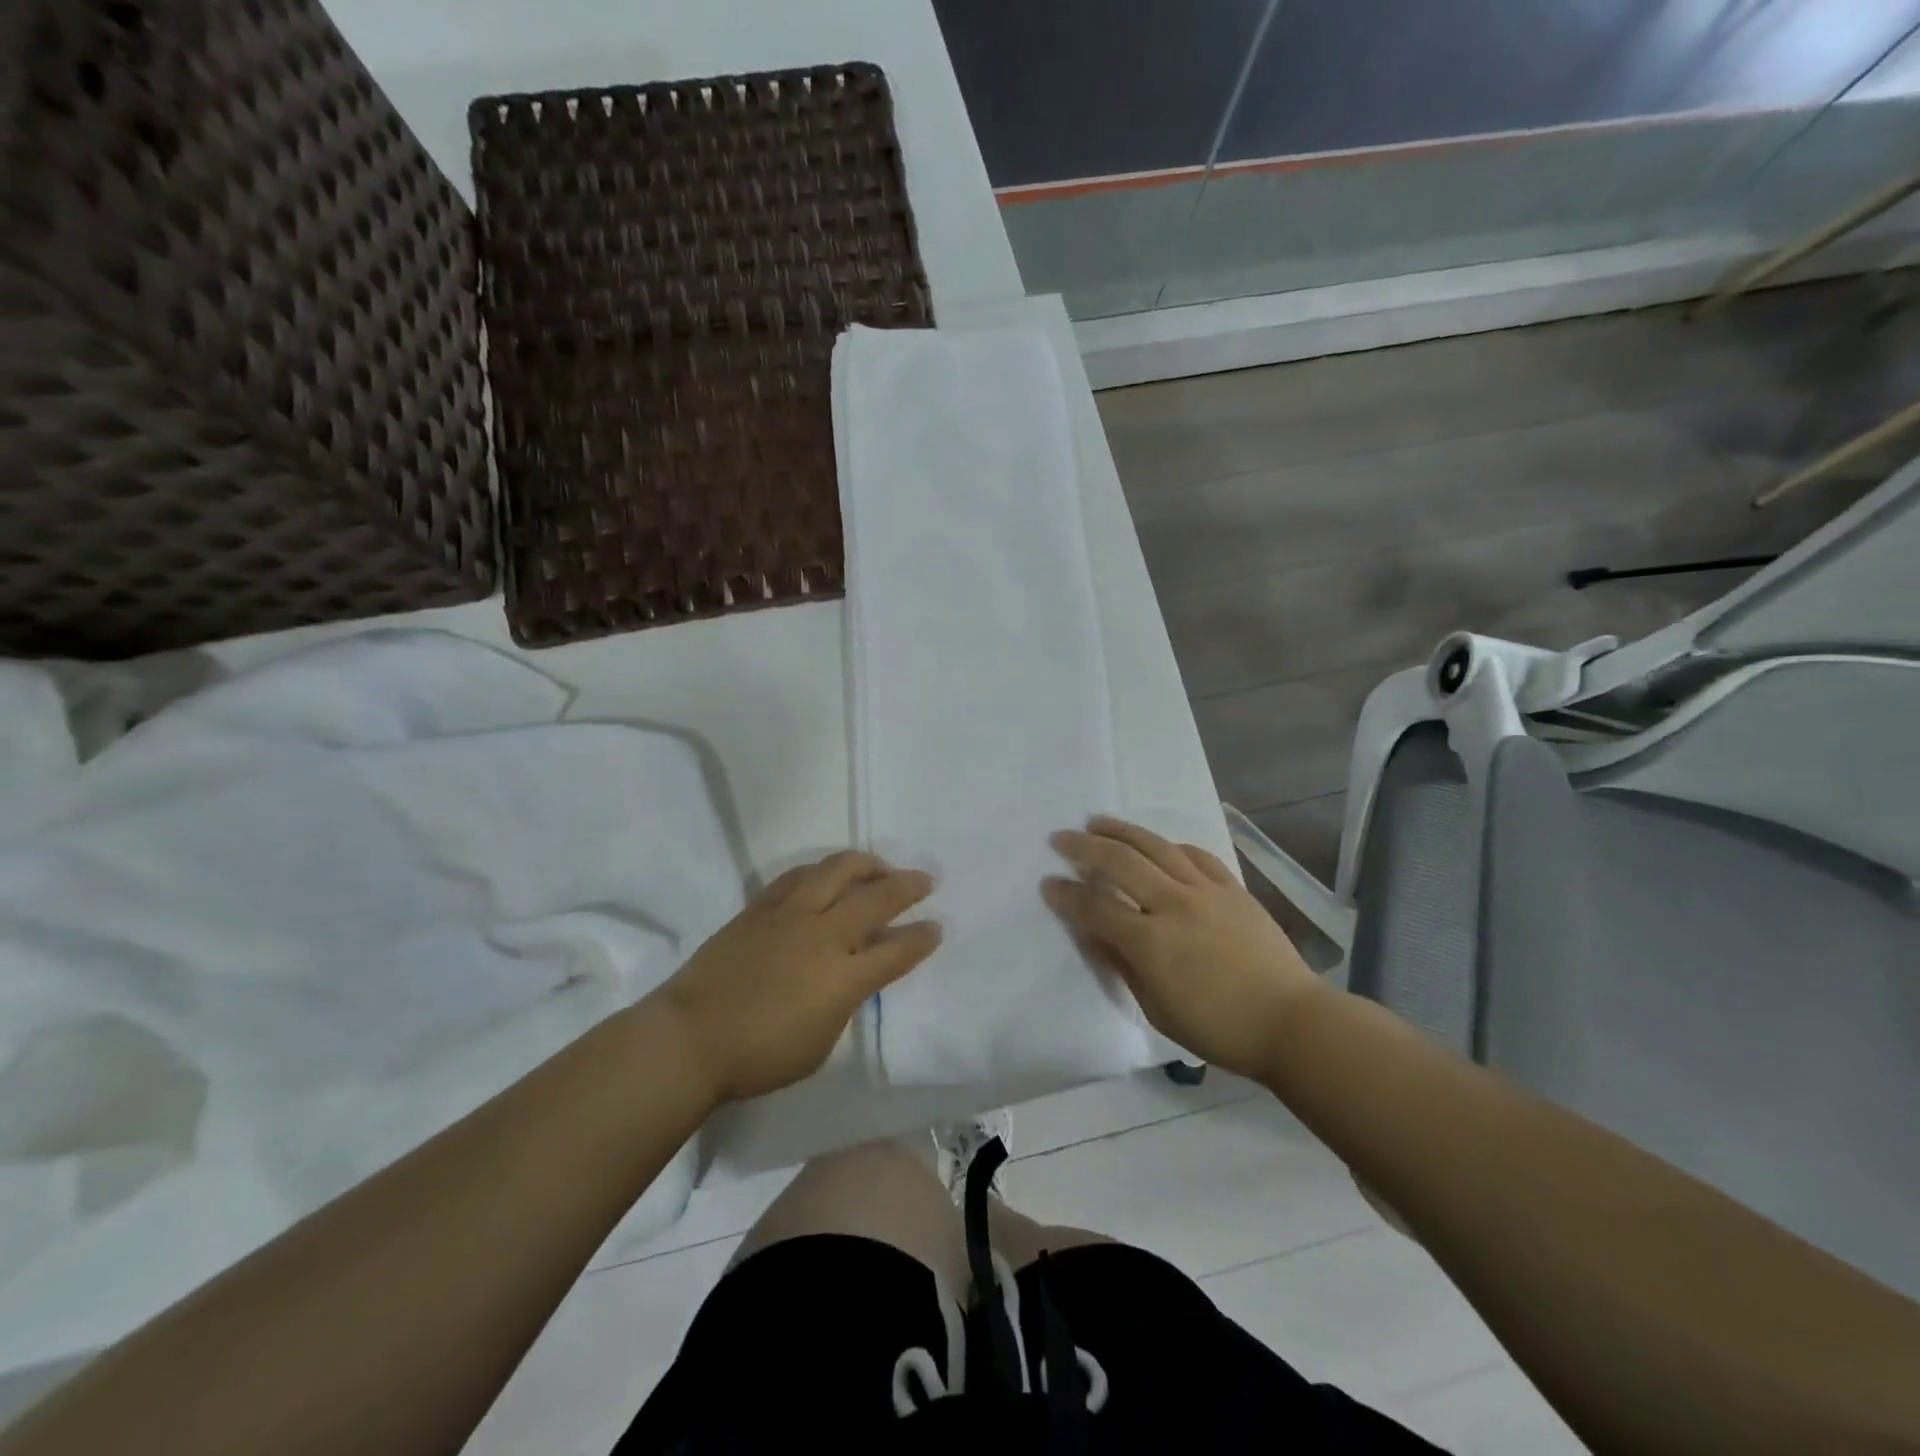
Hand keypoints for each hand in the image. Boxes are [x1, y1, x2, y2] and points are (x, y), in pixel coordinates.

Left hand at [650, 851, 940, 1103]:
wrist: (690, 1038)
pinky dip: (822, 870)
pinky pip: (799, 875)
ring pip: (837, 870)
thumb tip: (852, 974)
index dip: (921, 938)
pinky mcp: (761, 906)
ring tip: (879, 866)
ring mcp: (790, 915)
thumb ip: (844, 1002)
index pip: (896, 951)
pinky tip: (829, 874)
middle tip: (924, 880)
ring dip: (866, 864)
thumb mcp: (820, 1043)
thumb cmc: (759, 1056)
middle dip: (907, 886)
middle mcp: (823, 936)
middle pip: (876, 898)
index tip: (936, 927)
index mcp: (842, 978)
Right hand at [1043, 816, 1321, 1079]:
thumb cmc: (1218, 1028)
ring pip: (1156, 847)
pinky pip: (1195, 855)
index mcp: (1151, 942)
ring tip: (1097, 822)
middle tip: (1060, 838)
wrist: (1290, 1021)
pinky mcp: (1233, 888)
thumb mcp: (1157, 1009)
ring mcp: (1206, 891)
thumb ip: (1122, 966)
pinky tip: (1156, 844)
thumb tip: (1092, 935)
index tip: (1047, 884)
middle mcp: (1174, 905)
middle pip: (1121, 862)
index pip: (1096, 907)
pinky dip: (1169, 845)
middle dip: (1084, 847)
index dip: (1067, 895)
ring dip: (1122, 831)